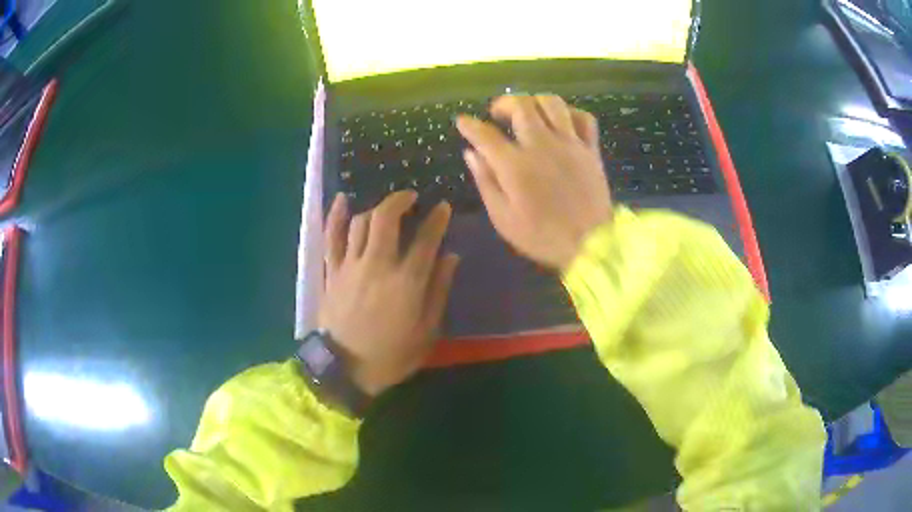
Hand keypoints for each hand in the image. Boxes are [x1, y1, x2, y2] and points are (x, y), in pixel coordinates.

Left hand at [318, 191, 459, 395]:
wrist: (345, 370)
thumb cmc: (391, 355)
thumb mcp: (427, 331)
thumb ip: (439, 291)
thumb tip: (451, 257)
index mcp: (406, 282)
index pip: (426, 239)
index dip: (437, 219)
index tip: (443, 207)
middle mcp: (377, 265)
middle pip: (386, 218)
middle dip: (400, 200)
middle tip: (411, 197)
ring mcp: (350, 266)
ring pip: (360, 222)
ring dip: (375, 208)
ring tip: (385, 209)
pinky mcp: (331, 272)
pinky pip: (331, 237)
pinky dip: (335, 216)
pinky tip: (341, 199)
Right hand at [456, 95, 612, 270]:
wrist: (591, 245)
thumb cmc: (542, 236)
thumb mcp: (503, 218)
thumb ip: (486, 181)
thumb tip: (471, 153)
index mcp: (515, 165)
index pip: (485, 134)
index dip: (469, 125)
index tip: (462, 121)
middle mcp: (542, 145)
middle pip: (521, 105)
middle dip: (503, 103)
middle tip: (497, 114)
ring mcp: (570, 144)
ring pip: (552, 103)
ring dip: (535, 101)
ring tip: (528, 112)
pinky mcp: (590, 149)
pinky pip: (583, 118)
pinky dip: (570, 113)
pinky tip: (561, 122)